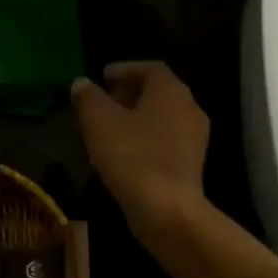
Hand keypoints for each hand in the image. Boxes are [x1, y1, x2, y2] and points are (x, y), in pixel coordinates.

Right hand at [71, 61, 209, 239]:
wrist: (166, 209)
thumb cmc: (132, 156)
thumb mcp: (98, 122)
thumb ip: (88, 97)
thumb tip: (81, 84)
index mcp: (170, 90)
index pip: (149, 68)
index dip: (124, 69)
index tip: (102, 77)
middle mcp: (189, 107)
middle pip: (158, 91)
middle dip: (130, 93)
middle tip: (104, 101)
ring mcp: (195, 137)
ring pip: (163, 117)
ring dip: (137, 117)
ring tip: (110, 128)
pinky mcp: (192, 163)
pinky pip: (166, 140)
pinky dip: (146, 138)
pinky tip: (125, 153)